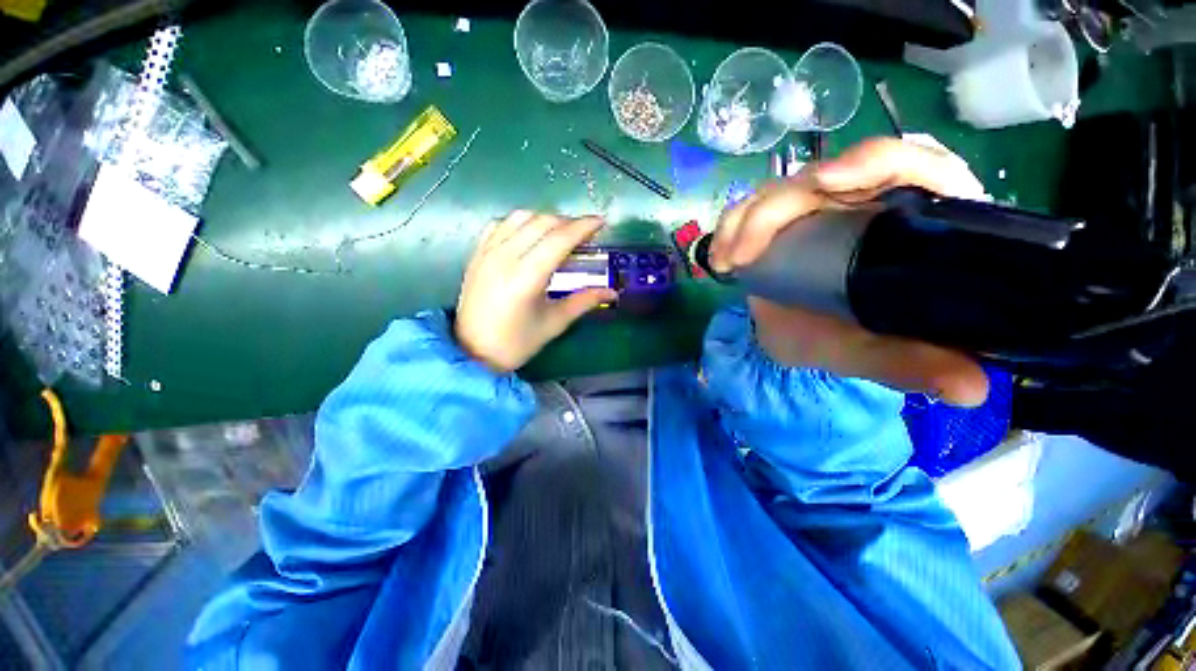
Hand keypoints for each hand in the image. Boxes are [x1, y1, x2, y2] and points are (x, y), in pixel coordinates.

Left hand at [455, 211, 616, 372]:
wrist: (472, 352)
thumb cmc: (517, 343)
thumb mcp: (554, 323)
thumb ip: (584, 302)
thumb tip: (612, 291)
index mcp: (526, 277)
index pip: (559, 239)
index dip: (583, 227)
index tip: (601, 222)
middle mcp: (505, 257)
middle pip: (542, 223)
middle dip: (568, 222)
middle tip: (584, 235)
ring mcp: (487, 252)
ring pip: (520, 217)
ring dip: (545, 219)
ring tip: (560, 234)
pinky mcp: (477, 254)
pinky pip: (501, 224)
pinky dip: (521, 222)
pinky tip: (530, 235)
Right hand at [709, 137, 990, 406]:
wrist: (798, 339)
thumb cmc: (841, 340)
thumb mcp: (873, 355)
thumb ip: (913, 365)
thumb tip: (970, 390)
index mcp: (907, 221)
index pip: (907, 165)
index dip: (874, 161)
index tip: (827, 184)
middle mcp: (862, 203)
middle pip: (827, 173)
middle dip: (778, 206)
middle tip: (744, 254)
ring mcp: (816, 207)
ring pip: (780, 189)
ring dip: (746, 221)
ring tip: (728, 263)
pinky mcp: (780, 216)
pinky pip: (750, 209)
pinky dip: (731, 229)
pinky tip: (721, 259)